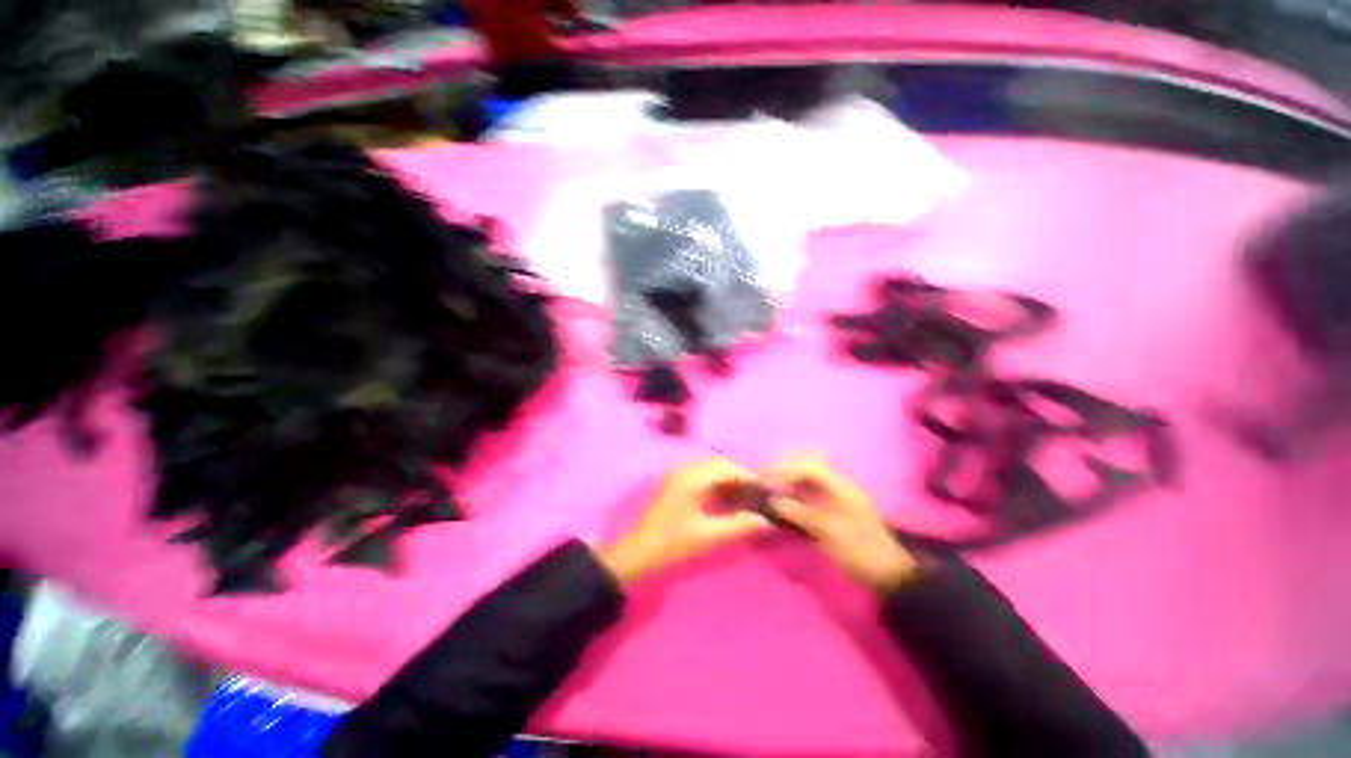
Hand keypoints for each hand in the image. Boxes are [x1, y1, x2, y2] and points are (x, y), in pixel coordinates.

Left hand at [599, 458, 771, 586]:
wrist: (635, 554)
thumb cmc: (672, 544)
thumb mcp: (709, 537)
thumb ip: (740, 525)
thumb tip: (767, 519)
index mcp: (693, 477)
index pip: (728, 468)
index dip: (750, 477)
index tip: (767, 491)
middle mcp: (685, 470)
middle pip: (719, 465)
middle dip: (740, 476)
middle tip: (758, 495)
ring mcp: (677, 476)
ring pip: (710, 470)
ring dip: (728, 480)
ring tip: (745, 498)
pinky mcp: (673, 485)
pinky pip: (701, 477)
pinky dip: (716, 484)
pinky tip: (725, 501)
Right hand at [764, 455, 919, 593]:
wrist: (888, 573)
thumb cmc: (857, 550)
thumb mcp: (825, 531)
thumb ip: (796, 512)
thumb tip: (771, 499)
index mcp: (839, 485)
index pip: (807, 466)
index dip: (783, 470)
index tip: (764, 480)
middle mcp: (839, 483)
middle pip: (807, 463)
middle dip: (784, 467)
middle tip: (764, 477)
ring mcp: (838, 493)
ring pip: (809, 474)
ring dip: (789, 476)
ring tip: (770, 485)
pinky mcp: (836, 505)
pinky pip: (812, 487)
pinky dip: (796, 488)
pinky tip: (785, 497)